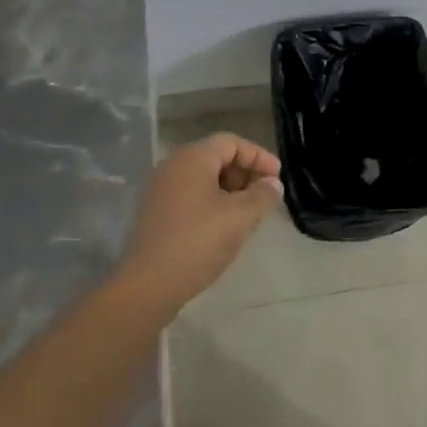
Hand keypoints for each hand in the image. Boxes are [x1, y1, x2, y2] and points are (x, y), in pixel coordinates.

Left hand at [123, 133, 282, 310]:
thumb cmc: (199, 241)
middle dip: (244, 173)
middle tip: (264, 196)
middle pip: (216, 157)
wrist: (148, 284)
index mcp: (192, 158)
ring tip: (248, 213)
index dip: (258, 156)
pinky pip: (189, 196)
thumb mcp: (241, 217)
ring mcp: (159, 190)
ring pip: (203, 179)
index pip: (231, 142)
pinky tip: (224, 227)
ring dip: (230, 190)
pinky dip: (211, 202)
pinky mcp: (154, 213)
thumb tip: (272, 184)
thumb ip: (263, 195)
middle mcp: (172, 166)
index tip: (277, 177)